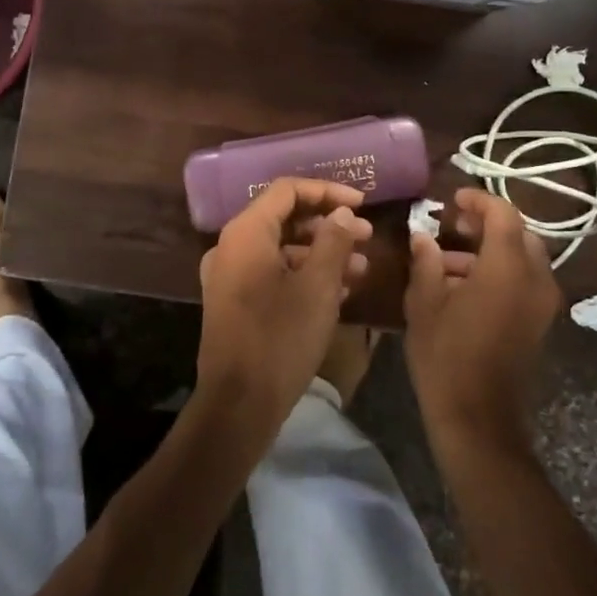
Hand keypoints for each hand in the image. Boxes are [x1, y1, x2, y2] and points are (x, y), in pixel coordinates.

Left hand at [196, 178, 373, 445]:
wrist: (239, 405)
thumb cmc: (281, 338)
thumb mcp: (318, 287)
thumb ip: (333, 241)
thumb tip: (342, 213)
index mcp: (246, 233)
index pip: (287, 191)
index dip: (328, 191)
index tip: (362, 203)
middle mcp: (232, 246)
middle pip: (284, 218)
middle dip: (328, 225)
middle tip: (366, 236)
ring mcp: (230, 275)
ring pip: (281, 248)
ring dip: (321, 252)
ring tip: (361, 267)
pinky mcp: (235, 301)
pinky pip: (273, 272)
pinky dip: (304, 273)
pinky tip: (340, 289)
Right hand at [404, 188, 562, 449]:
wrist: (479, 419)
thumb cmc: (446, 357)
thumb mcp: (424, 304)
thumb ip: (426, 261)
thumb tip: (423, 235)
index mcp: (507, 268)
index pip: (503, 214)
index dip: (478, 200)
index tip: (451, 199)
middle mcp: (535, 279)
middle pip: (519, 233)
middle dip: (487, 224)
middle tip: (453, 225)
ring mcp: (543, 303)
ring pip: (523, 257)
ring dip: (491, 249)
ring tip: (447, 258)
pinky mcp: (540, 322)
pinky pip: (525, 280)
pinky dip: (499, 271)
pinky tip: (463, 285)